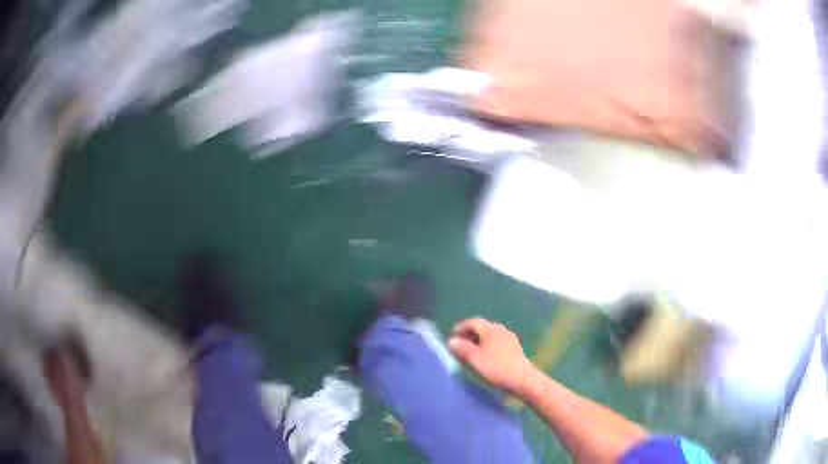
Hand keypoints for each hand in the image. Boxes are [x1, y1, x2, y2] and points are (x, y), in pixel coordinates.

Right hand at [448, 318, 535, 394]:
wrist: (522, 379)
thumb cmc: (496, 367)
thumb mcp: (475, 359)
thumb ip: (462, 348)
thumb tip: (452, 340)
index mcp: (490, 329)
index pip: (473, 322)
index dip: (461, 328)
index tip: (452, 336)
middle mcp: (501, 330)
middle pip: (482, 327)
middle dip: (470, 334)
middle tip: (460, 344)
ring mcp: (509, 338)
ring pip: (490, 335)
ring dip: (479, 340)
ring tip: (471, 352)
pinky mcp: (514, 348)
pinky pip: (497, 342)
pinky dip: (487, 346)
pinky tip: (486, 356)